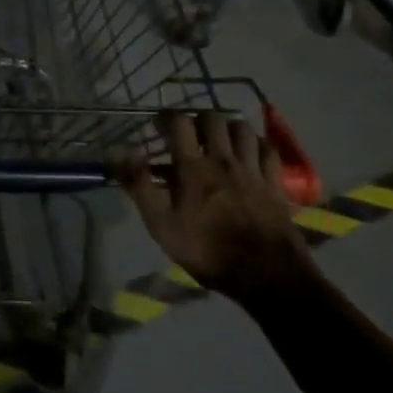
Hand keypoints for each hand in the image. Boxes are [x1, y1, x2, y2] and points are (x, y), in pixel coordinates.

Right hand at [114, 111, 316, 304]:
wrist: (266, 275)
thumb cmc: (207, 251)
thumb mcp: (162, 225)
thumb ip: (139, 185)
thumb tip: (117, 152)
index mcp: (193, 168)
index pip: (180, 123)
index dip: (167, 117)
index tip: (159, 124)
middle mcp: (223, 159)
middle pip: (213, 119)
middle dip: (198, 119)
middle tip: (190, 132)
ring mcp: (252, 169)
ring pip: (242, 129)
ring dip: (229, 128)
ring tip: (221, 140)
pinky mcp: (275, 183)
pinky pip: (268, 150)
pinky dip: (258, 145)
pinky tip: (251, 153)